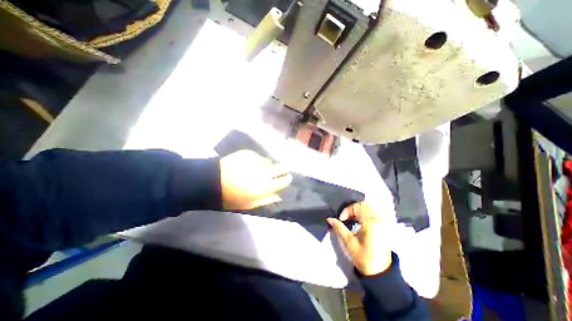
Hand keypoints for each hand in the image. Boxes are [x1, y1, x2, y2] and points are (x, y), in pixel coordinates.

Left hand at [219, 150, 290, 209]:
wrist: (211, 181)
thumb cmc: (230, 197)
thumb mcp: (248, 204)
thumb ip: (266, 200)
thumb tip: (279, 197)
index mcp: (265, 187)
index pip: (283, 181)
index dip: (287, 179)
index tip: (287, 178)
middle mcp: (264, 173)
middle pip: (281, 167)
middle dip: (285, 168)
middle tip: (284, 169)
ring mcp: (256, 161)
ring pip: (269, 161)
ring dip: (268, 165)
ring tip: (261, 167)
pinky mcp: (249, 154)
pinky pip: (258, 157)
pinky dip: (256, 160)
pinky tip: (249, 163)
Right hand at [326, 203, 393, 275]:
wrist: (380, 273)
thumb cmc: (363, 257)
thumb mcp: (349, 242)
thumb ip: (339, 228)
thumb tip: (329, 219)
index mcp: (370, 222)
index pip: (357, 207)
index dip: (346, 210)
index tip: (341, 220)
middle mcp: (377, 219)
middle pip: (363, 205)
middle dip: (351, 209)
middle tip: (345, 218)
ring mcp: (381, 222)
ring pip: (368, 208)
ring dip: (357, 211)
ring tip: (350, 219)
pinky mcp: (382, 226)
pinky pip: (371, 213)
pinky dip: (363, 214)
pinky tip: (358, 222)